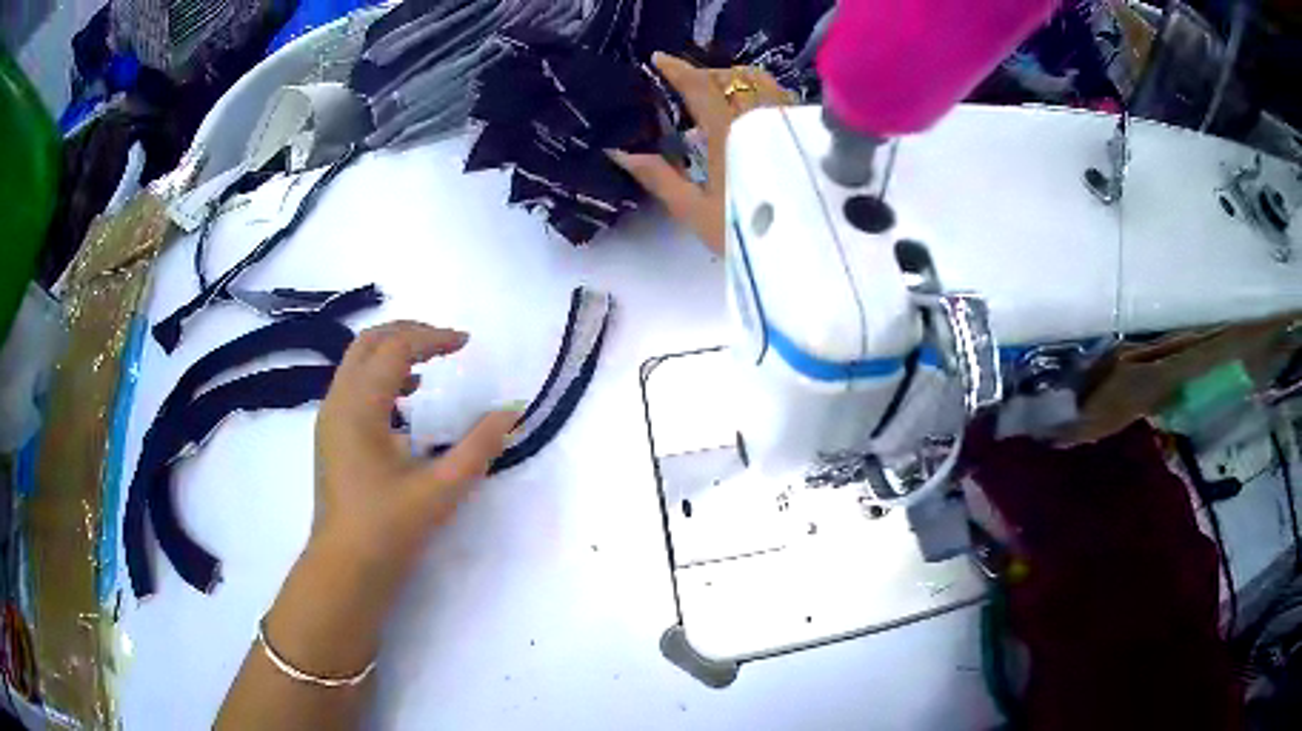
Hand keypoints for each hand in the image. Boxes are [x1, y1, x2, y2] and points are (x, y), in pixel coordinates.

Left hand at [312, 321, 519, 570]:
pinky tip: (405, 402)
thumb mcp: (441, 489)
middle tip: (446, 342)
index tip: (467, 343)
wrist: (345, 570)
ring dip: (392, 354)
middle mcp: (338, 402)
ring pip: (357, 363)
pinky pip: (354, 387)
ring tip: (429, 367)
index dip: (432, 338)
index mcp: (359, 407)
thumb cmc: (389, 529)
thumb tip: (512, 410)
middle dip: (408, 334)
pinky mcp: (331, 437)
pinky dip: (380, 378)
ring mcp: (330, 419)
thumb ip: (480, 446)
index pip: (395, 349)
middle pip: (369, 343)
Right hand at [608, 52, 795, 254]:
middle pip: (734, 76)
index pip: (701, 87)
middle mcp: (762, 117)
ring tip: (718, 97)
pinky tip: (750, 114)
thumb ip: (658, 178)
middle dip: (707, 75)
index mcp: (730, 132)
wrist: (806, 258)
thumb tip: (619, 151)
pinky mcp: (806, 135)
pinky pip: (780, 96)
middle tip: (686, 87)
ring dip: (735, 80)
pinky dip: (759, 92)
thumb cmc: (745, 235)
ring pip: (761, 82)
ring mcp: (788, 123)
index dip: (677, 70)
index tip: (658, 59)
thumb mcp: (695, 212)